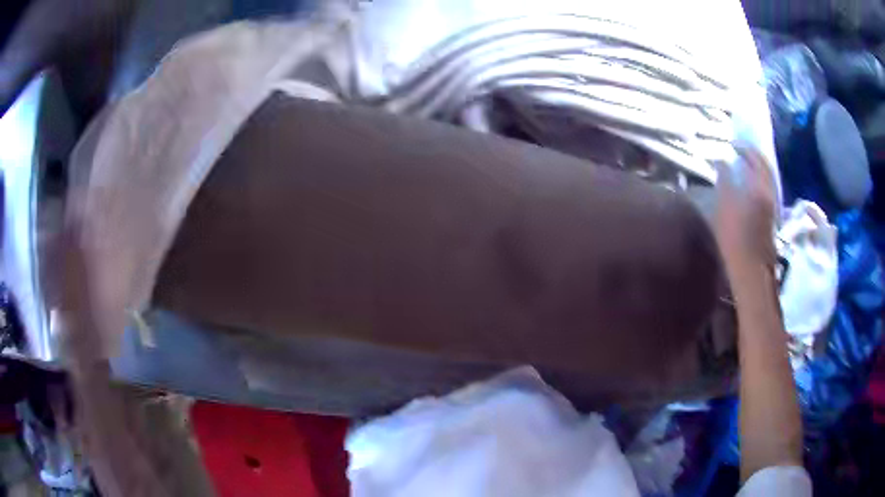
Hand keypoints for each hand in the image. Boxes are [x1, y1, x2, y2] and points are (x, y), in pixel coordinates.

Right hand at [713, 147, 776, 271]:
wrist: (752, 270)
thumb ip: (725, 180)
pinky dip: (760, 180)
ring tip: (745, 164)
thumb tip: (722, 161)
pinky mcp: (773, 216)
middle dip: (754, 155)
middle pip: (765, 165)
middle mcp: (770, 191)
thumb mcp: (724, 206)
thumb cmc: (735, 239)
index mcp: (760, 185)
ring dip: (758, 167)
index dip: (743, 147)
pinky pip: (768, 188)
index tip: (731, 143)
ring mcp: (774, 204)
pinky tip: (751, 183)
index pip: (754, 157)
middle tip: (740, 150)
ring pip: (768, 177)